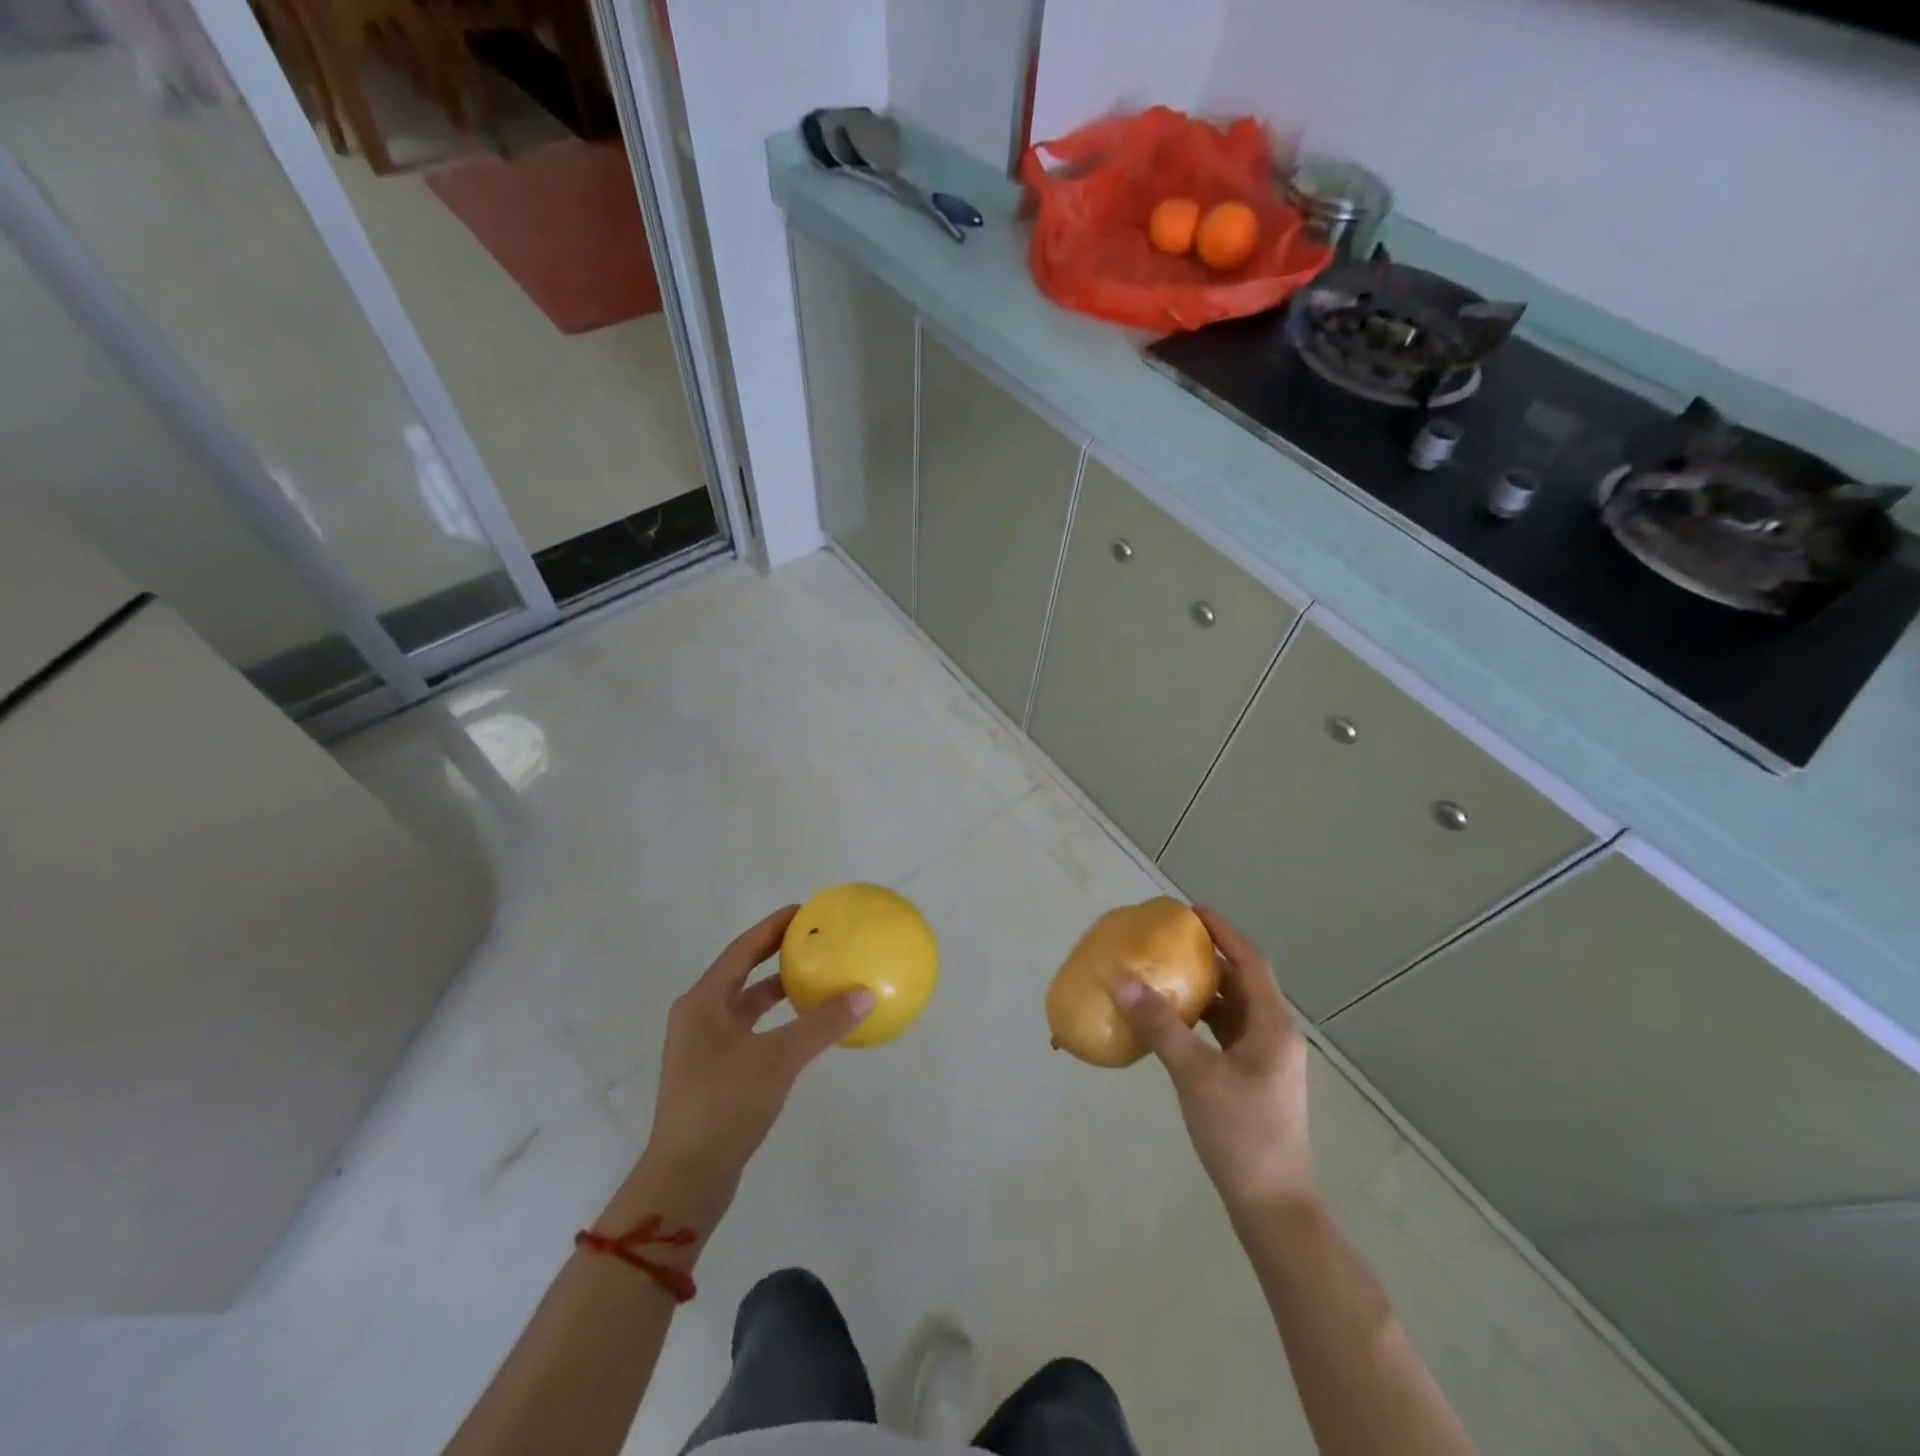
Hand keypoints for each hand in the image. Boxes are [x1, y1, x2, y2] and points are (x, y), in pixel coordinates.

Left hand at [643, 907, 874, 1213]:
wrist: (685, 1179)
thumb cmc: (725, 1105)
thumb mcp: (779, 1059)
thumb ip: (822, 1024)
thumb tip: (865, 994)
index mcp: (703, 1002)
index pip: (742, 949)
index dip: (772, 927)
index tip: (804, 911)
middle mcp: (698, 1017)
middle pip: (741, 973)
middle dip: (775, 954)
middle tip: (813, 940)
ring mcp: (702, 1048)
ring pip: (744, 1005)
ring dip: (776, 990)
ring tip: (813, 978)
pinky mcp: (711, 1075)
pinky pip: (748, 1031)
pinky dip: (774, 1022)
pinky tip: (802, 1030)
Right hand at [1112, 907, 1317, 1214]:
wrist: (1273, 1207)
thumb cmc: (1242, 1135)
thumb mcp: (1196, 1075)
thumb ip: (1160, 1025)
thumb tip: (1121, 978)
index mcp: (1273, 1026)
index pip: (1250, 962)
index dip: (1223, 932)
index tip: (1191, 911)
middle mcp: (1275, 1036)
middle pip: (1242, 982)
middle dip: (1209, 958)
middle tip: (1170, 941)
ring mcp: (1266, 1060)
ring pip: (1234, 1010)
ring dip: (1205, 989)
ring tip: (1166, 974)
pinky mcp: (1253, 1080)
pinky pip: (1226, 1034)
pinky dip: (1202, 1020)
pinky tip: (1174, 1024)